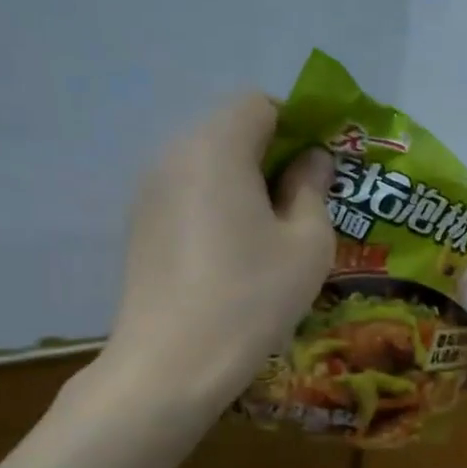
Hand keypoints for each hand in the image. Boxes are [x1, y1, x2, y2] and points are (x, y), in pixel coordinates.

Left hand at [101, 92, 334, 416]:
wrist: (173, 362)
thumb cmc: (254, 295)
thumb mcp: (307, 242)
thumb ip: (312, 188)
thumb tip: (312, 160)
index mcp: (216, 148)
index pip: (259, 105)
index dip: (299, 125)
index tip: (324, 167)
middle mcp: (175, 156)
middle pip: (232, 130)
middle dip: (276, 154)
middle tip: (309, 201)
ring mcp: (151, 192)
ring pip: (211, 163)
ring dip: (249, 181)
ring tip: (278, 232)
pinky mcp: (142, 225)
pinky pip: (191, 193)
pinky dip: (222, 204)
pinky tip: (240, 252)